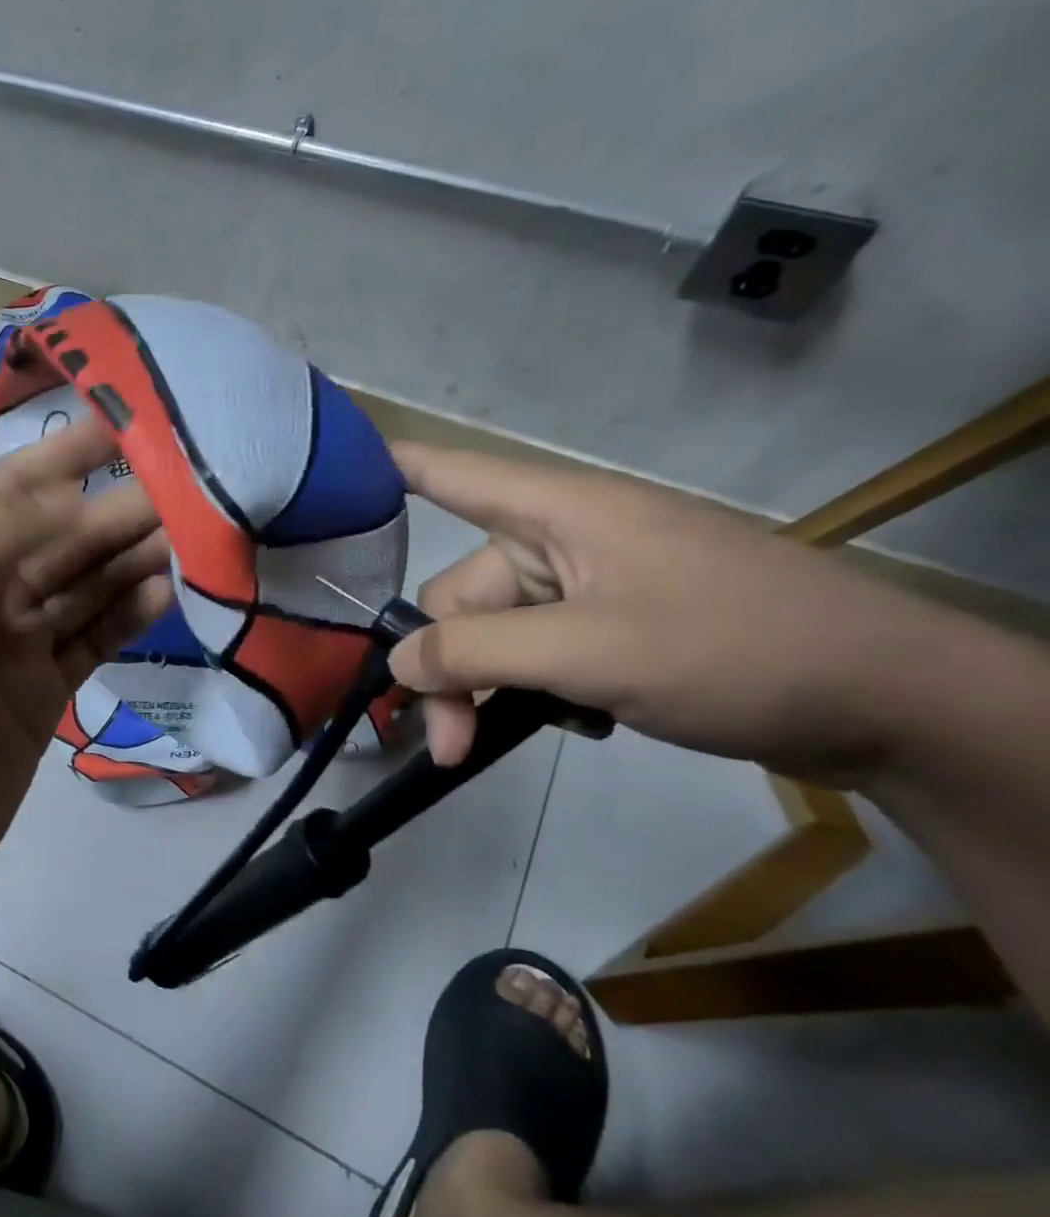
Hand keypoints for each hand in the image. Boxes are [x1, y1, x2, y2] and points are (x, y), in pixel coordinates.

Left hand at [0, 419, 171, 938]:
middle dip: (116, 508)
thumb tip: (76, 497)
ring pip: (83, 587)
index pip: (11, 491)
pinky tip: (167, 593)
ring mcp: (12, 651)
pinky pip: (92, 642)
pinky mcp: (40, 700)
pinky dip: (128, 616)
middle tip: (192, 486)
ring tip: (195, 534)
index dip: (65, 456)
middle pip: (60, 538)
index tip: (129, 423)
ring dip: (131, 558)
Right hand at [387, 444, 949, 787]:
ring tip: (488, 747)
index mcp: (554, 512)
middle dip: (446, 669)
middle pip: (461, 596)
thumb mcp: (590, 653)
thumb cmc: (734, 649)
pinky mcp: (615, 629)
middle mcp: (561, 541)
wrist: (892, 704)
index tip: (324, 479)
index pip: (447, 472)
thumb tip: (396, 663)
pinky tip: (573, 722)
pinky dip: (535, 692)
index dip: (383, 469)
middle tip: (444, 744)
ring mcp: (590, 587)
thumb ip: (477, 653)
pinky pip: (538, 654)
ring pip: (495, 635)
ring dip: (487, 691)